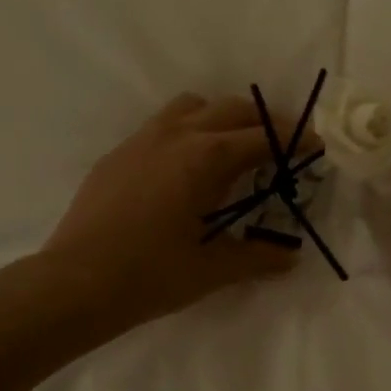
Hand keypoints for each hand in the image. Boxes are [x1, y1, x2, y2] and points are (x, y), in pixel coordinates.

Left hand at [35, 93, 311, 337]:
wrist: (75, 284)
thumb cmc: (150, 275)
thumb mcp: (213, 270)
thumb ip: (258, 257)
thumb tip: (290, 257)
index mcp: (205, 158)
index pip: (263, 137)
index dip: (295, 140)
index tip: (316, 146)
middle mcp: (177, 135)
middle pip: (232, 109)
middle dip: (264, 122)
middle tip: (283, 146)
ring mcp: (142, 139)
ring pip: (193, 106)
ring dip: (222, 118)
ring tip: (233, 149)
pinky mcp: (119, 153)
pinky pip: (163, 124)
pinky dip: (188, 131)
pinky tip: (186, 168)